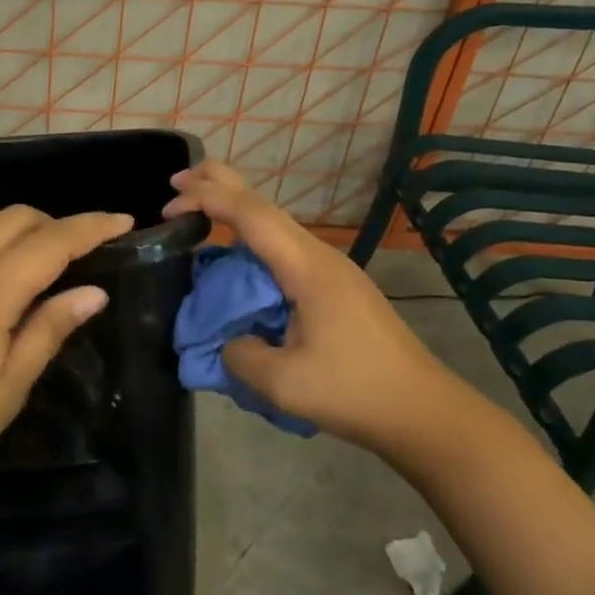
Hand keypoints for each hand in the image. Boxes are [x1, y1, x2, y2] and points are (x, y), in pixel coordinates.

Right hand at [162, 161, 452, 453]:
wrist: (424, 411)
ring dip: (235, 211)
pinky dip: (250, 239)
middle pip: (264, 204)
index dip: (207, 200)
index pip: (250, 215)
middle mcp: (319, 256)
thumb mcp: (283, 384)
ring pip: (275, 224)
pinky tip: (236, 256)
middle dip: (219, 184)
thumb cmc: (355, 393)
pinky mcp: (335, 287)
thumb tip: (228, 340)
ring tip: (198, 211)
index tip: (169, 205)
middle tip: (177, 182)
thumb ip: (240, 355)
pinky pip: (283, 248)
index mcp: (307, 268)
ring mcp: (330, 269)